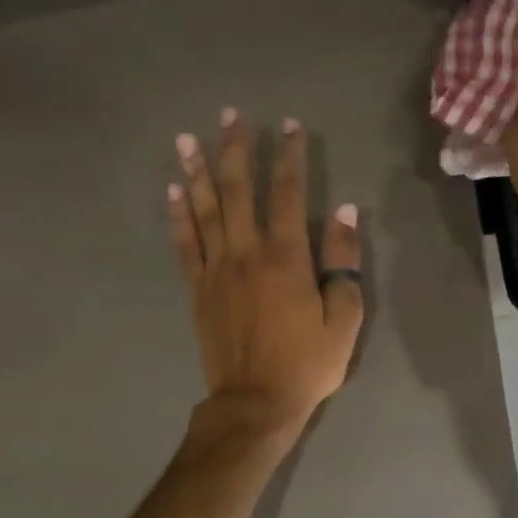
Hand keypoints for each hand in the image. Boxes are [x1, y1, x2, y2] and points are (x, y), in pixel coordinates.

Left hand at [169, 109, 363, 440]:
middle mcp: (246, 253)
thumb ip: (343, 263)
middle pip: (238, 190)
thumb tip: (345, 213)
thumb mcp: (344, 319)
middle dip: (236, 149)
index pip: (288, 194)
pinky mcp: (198, 289)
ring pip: (204, 210)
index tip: (289, 126)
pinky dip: (177, 215)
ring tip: (188, 137)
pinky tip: (173, 190)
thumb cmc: (307, 363)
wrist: (255, 402)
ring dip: (197, 171)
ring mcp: (216, 270)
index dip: (289, 156)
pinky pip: (185, 244)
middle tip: (231, 115)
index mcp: (286, 258)